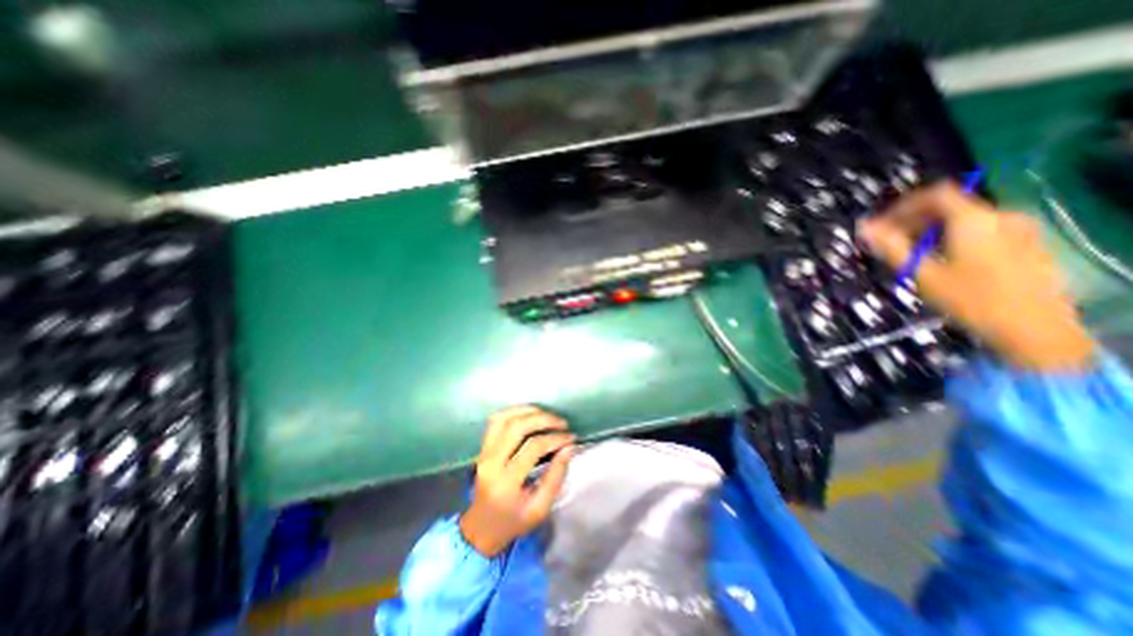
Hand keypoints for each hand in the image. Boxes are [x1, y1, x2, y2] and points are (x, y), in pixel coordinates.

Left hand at [458, 407, 575, 556]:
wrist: (481, 527)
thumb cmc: (514, 520)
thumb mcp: (540, 508)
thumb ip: (556, 477)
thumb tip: (569, 447)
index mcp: (506, 483)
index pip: (532, 448)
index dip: (554, 439)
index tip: (570, 438)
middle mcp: (491, 462)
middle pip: (517, 427)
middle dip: (543, 419)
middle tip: (562, 423)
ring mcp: (484, 452)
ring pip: (504, 418)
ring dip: (528, 411)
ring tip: (548, 415)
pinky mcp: (482, 446)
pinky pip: (496, 420)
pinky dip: (514, 411)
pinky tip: (530, 414)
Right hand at [864, 182, 1091, 370]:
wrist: (1034, 329)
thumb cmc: (970, 300)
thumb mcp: (922, 274)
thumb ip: (891, 247)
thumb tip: (863, 226)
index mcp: (975, 219)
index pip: (934, 194)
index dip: (902, 206)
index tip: (880, 227)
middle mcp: (1001, 216)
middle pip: (949, 207)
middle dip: (914, 223)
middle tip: (890, 246)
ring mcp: (1019, 229)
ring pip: (964, 220)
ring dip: (932, 233)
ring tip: (912, 258)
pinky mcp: (1028, 244)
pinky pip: (981, 230)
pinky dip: (954, 239)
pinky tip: (943, 263)